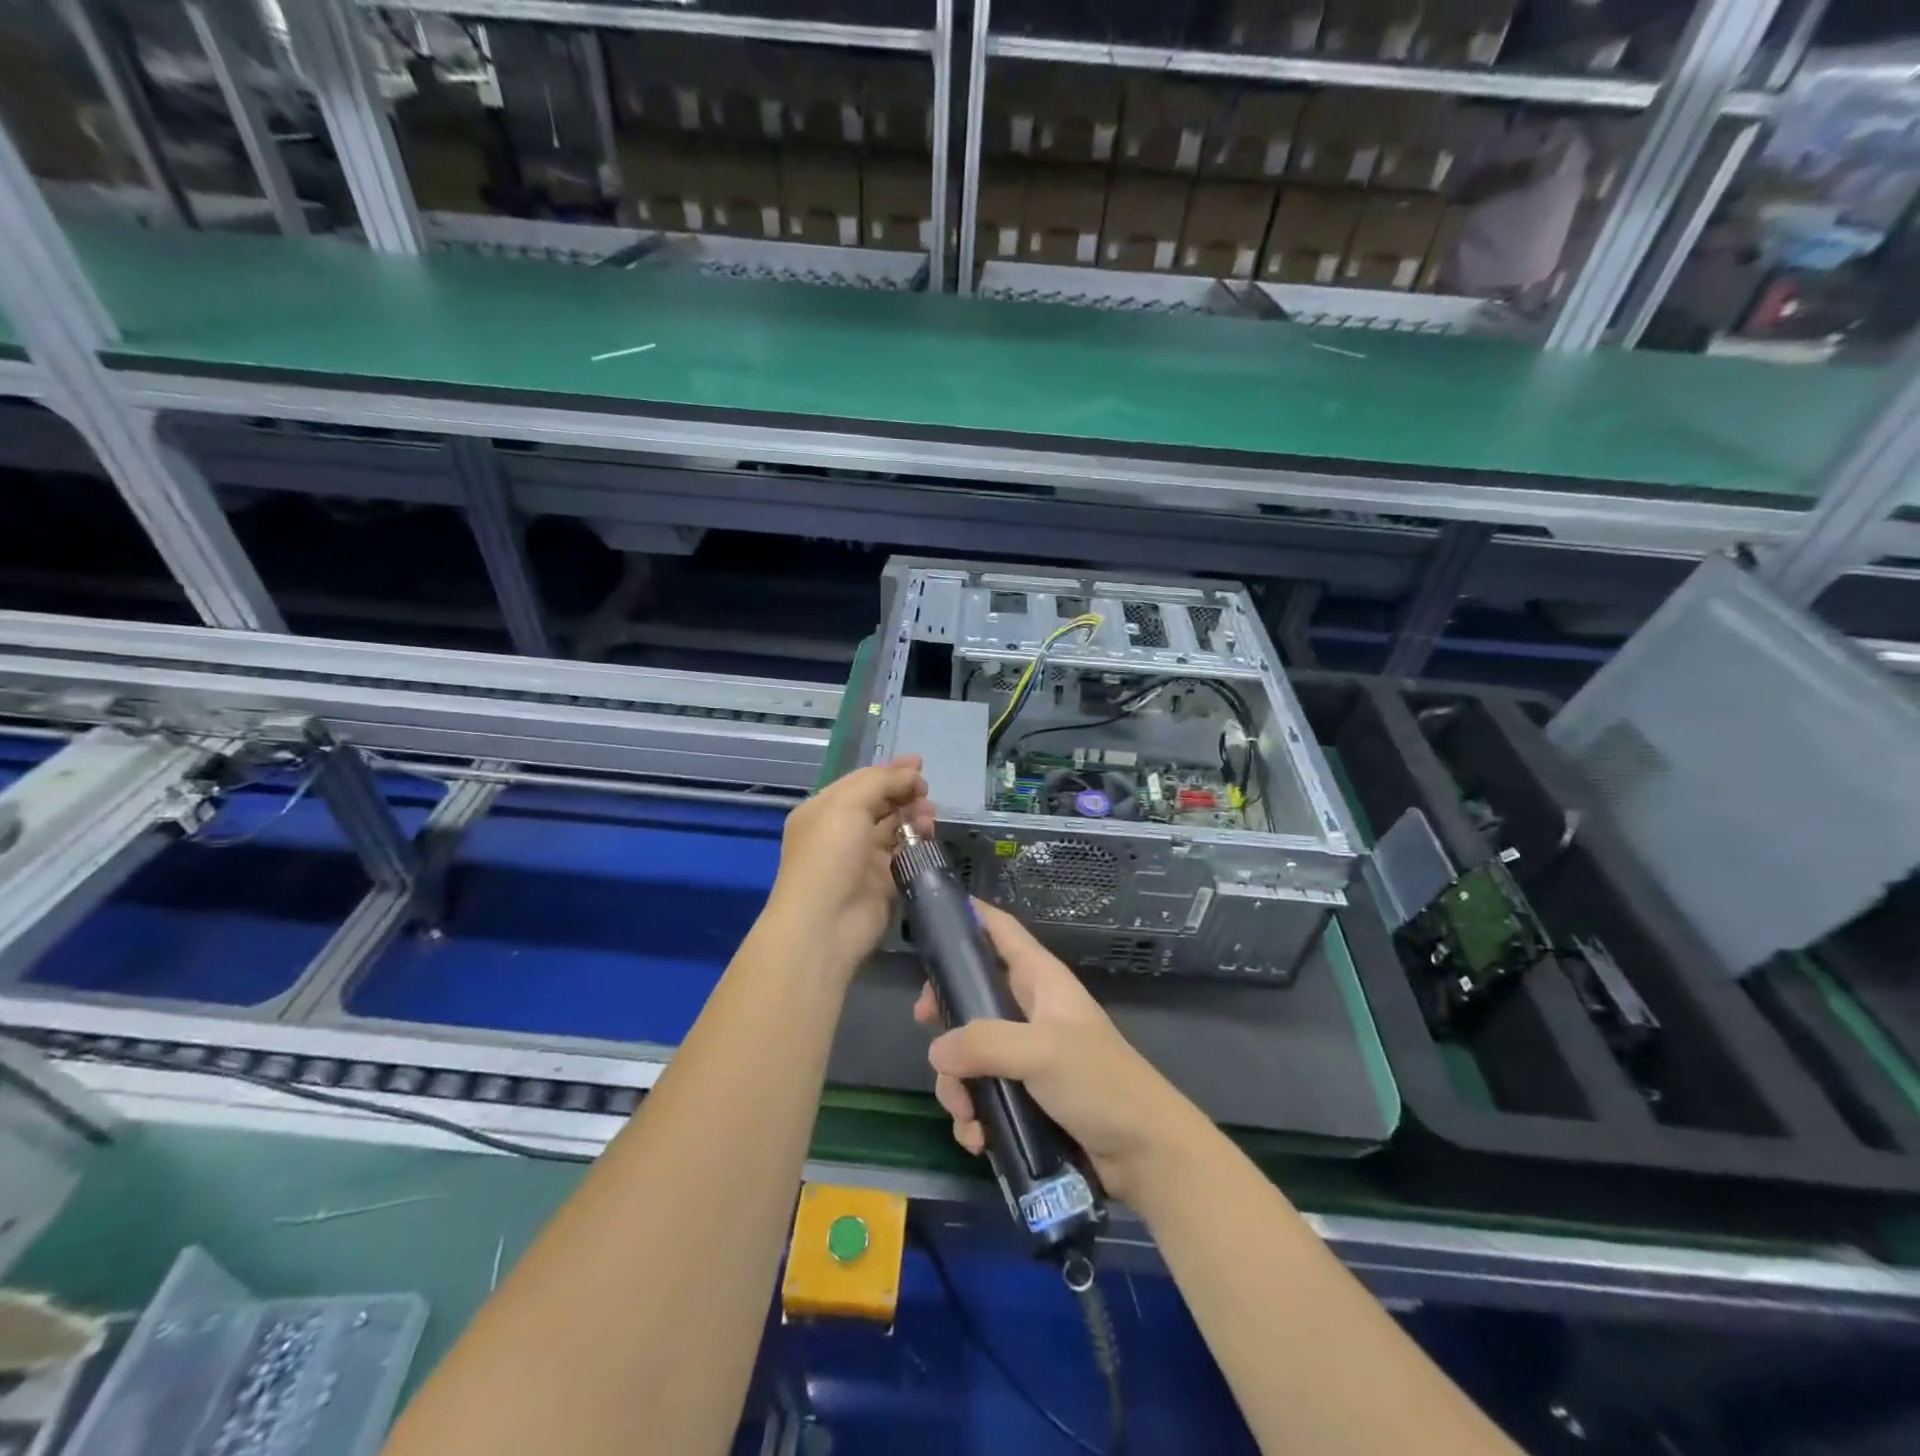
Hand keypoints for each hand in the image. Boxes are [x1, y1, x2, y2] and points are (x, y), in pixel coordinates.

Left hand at [765, 757, 933, 981]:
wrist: (826, 924)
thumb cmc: (829, 855)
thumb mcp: (847, 804)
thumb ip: (880, 782)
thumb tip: (910, 773)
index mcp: (824, 809)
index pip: (861, 782)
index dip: (890, 771)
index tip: (919, 764)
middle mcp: (842, 832)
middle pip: (880, 803)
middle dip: (905, 793)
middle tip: (926, 793)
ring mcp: (862, 858)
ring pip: (895, 827)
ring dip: (914, 816)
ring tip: (929, 816)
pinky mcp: (883, 882)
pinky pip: (904, 854)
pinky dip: (917, 843)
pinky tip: (927, 836)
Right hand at [914, 902, 1199, 1203]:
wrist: (1145, 1153)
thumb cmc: (1099, 1083)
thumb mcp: (1041, 1051)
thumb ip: (984, 1043)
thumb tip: (936, 1050)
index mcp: (1041, 981)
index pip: (1002, 931)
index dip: (971, 916)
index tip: (931, 915)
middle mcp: (1030, 1011)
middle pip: (972, 992)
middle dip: (946, 1012)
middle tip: (925, 1022)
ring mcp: (1026, 1055)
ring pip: (970, 1052)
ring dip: (958, 1084)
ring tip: (967, 1115)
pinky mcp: (1025, 1097)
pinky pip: (982, 1095)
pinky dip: (974, 1116)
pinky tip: (978, 1138)